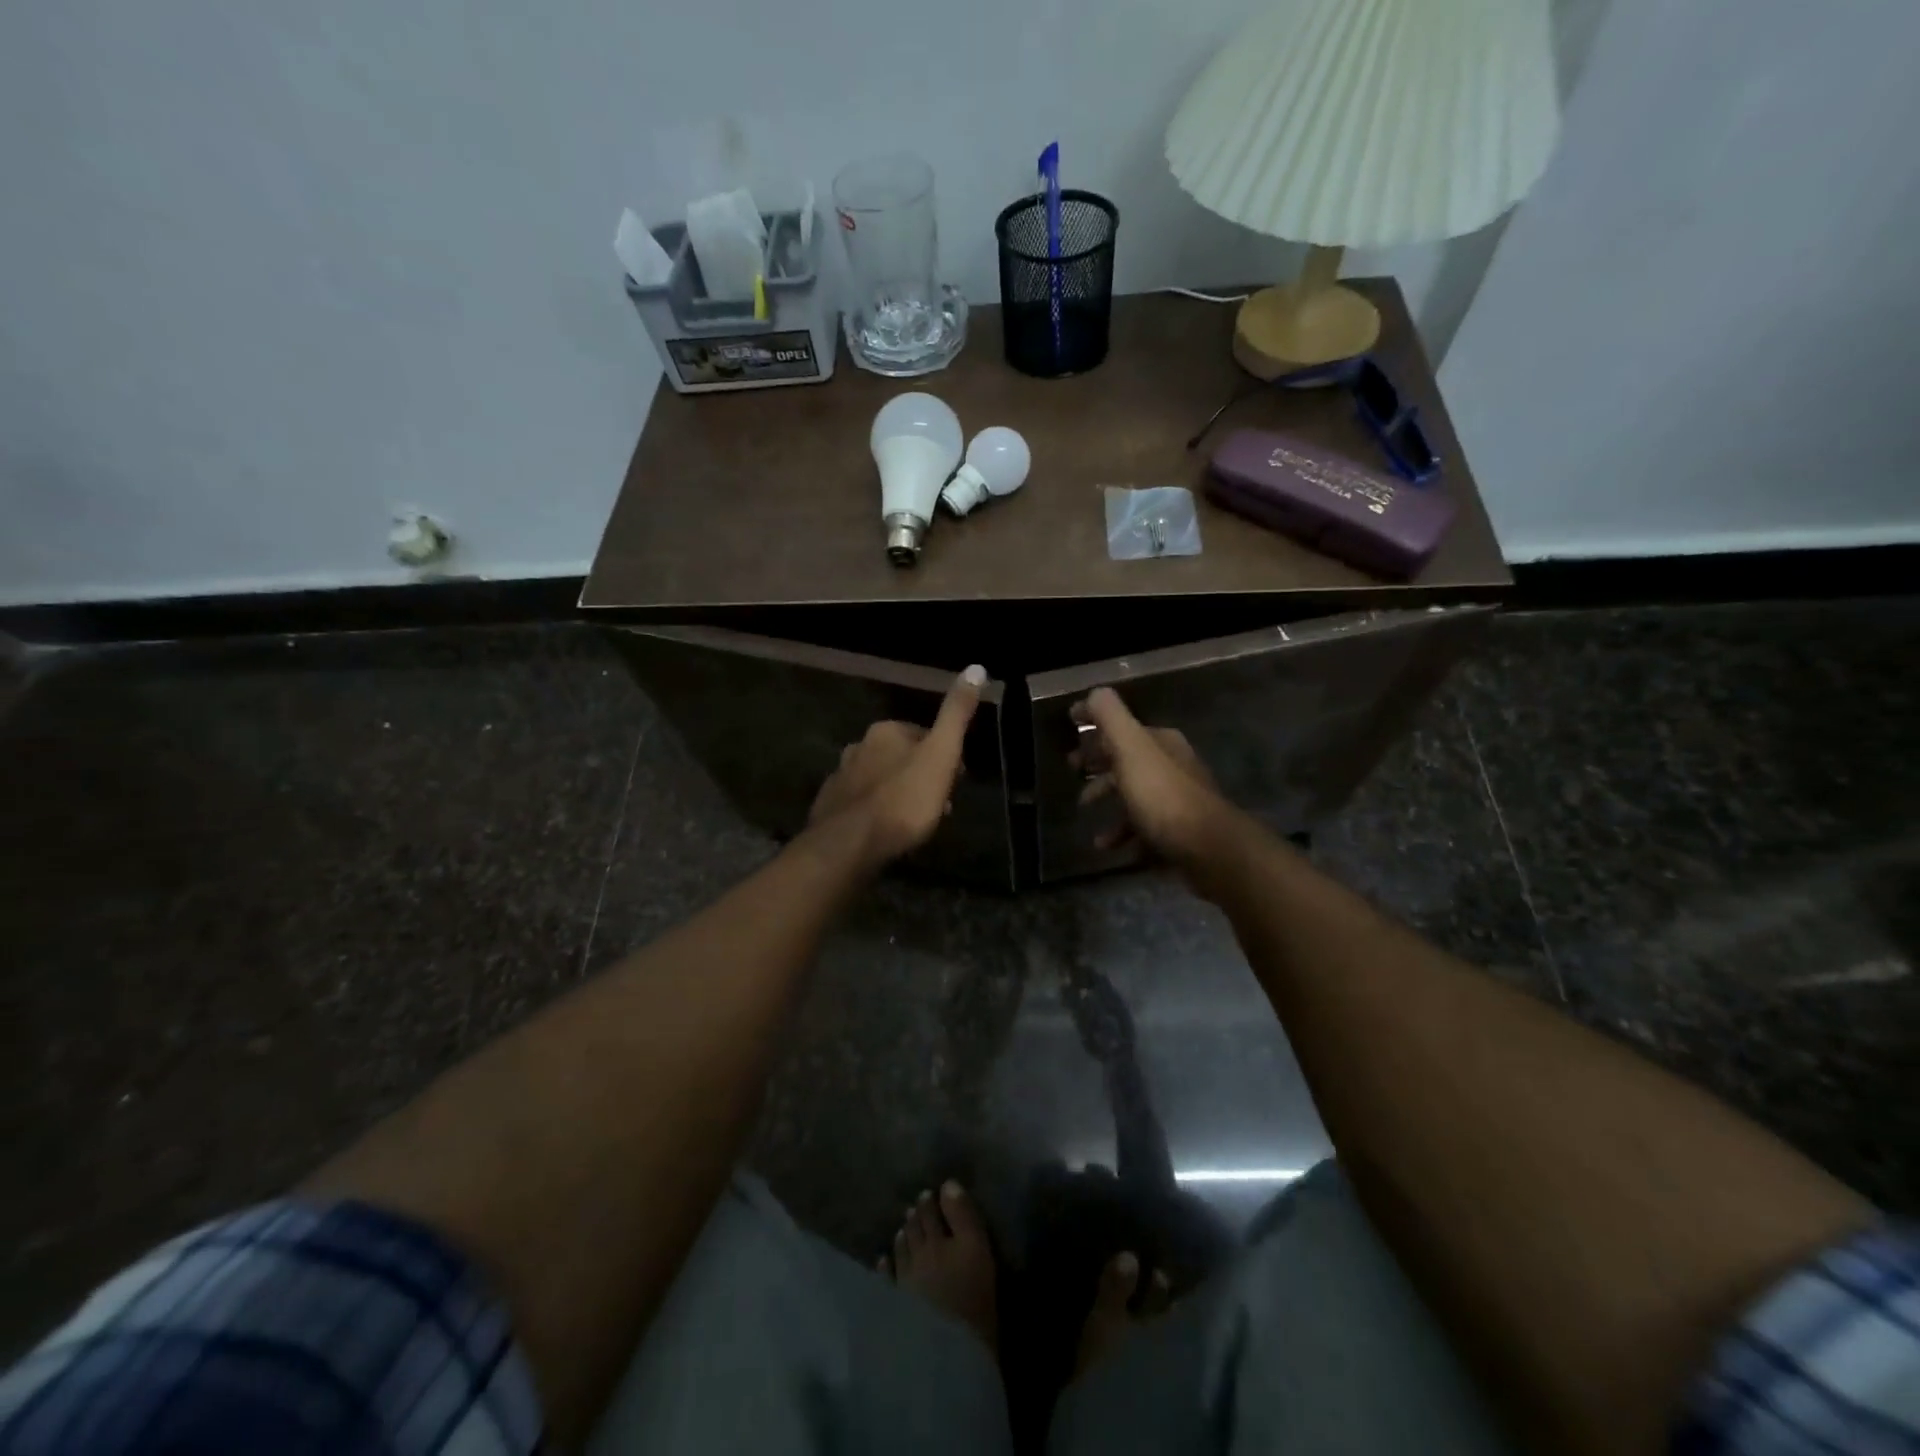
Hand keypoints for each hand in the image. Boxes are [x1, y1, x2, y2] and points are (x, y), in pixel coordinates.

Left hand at [809, 666, 986, 865]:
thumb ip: (956, 714)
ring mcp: (839, 777)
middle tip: (939, 803)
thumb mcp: (942, 754)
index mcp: (885, 731)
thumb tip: (976, 668)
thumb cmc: (904, 798)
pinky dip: (875, 811)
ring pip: (879, 779)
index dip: (942, 755)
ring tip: (916, 822)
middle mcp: (858, 747)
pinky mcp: (828, 808)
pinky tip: (885, 831)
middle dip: (919, 775)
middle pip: (898, 757)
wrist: (851, 844)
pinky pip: (860, 803)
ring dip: (898, 793)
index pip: (921, 734)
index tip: (956, 779)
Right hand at [1070, 687, 1230, 869]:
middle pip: (1128, 759)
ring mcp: (1177, 800)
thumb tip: (1093, 693)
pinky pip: (1144, 828)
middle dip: (1099, 763)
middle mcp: (1172, 765)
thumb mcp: (1131, 748)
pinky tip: (1107, 846)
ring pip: (1134, 794)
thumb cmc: (1162, 795)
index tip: (1071, 727)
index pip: (1122, 726)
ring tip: (1085, 811)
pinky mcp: (1178, 832)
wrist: (1207, 848)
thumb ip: (1110, 717)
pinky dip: (1123, 834)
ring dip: (1108, 800)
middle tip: (1073, 769)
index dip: (1095, 725)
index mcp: (1161, 742)